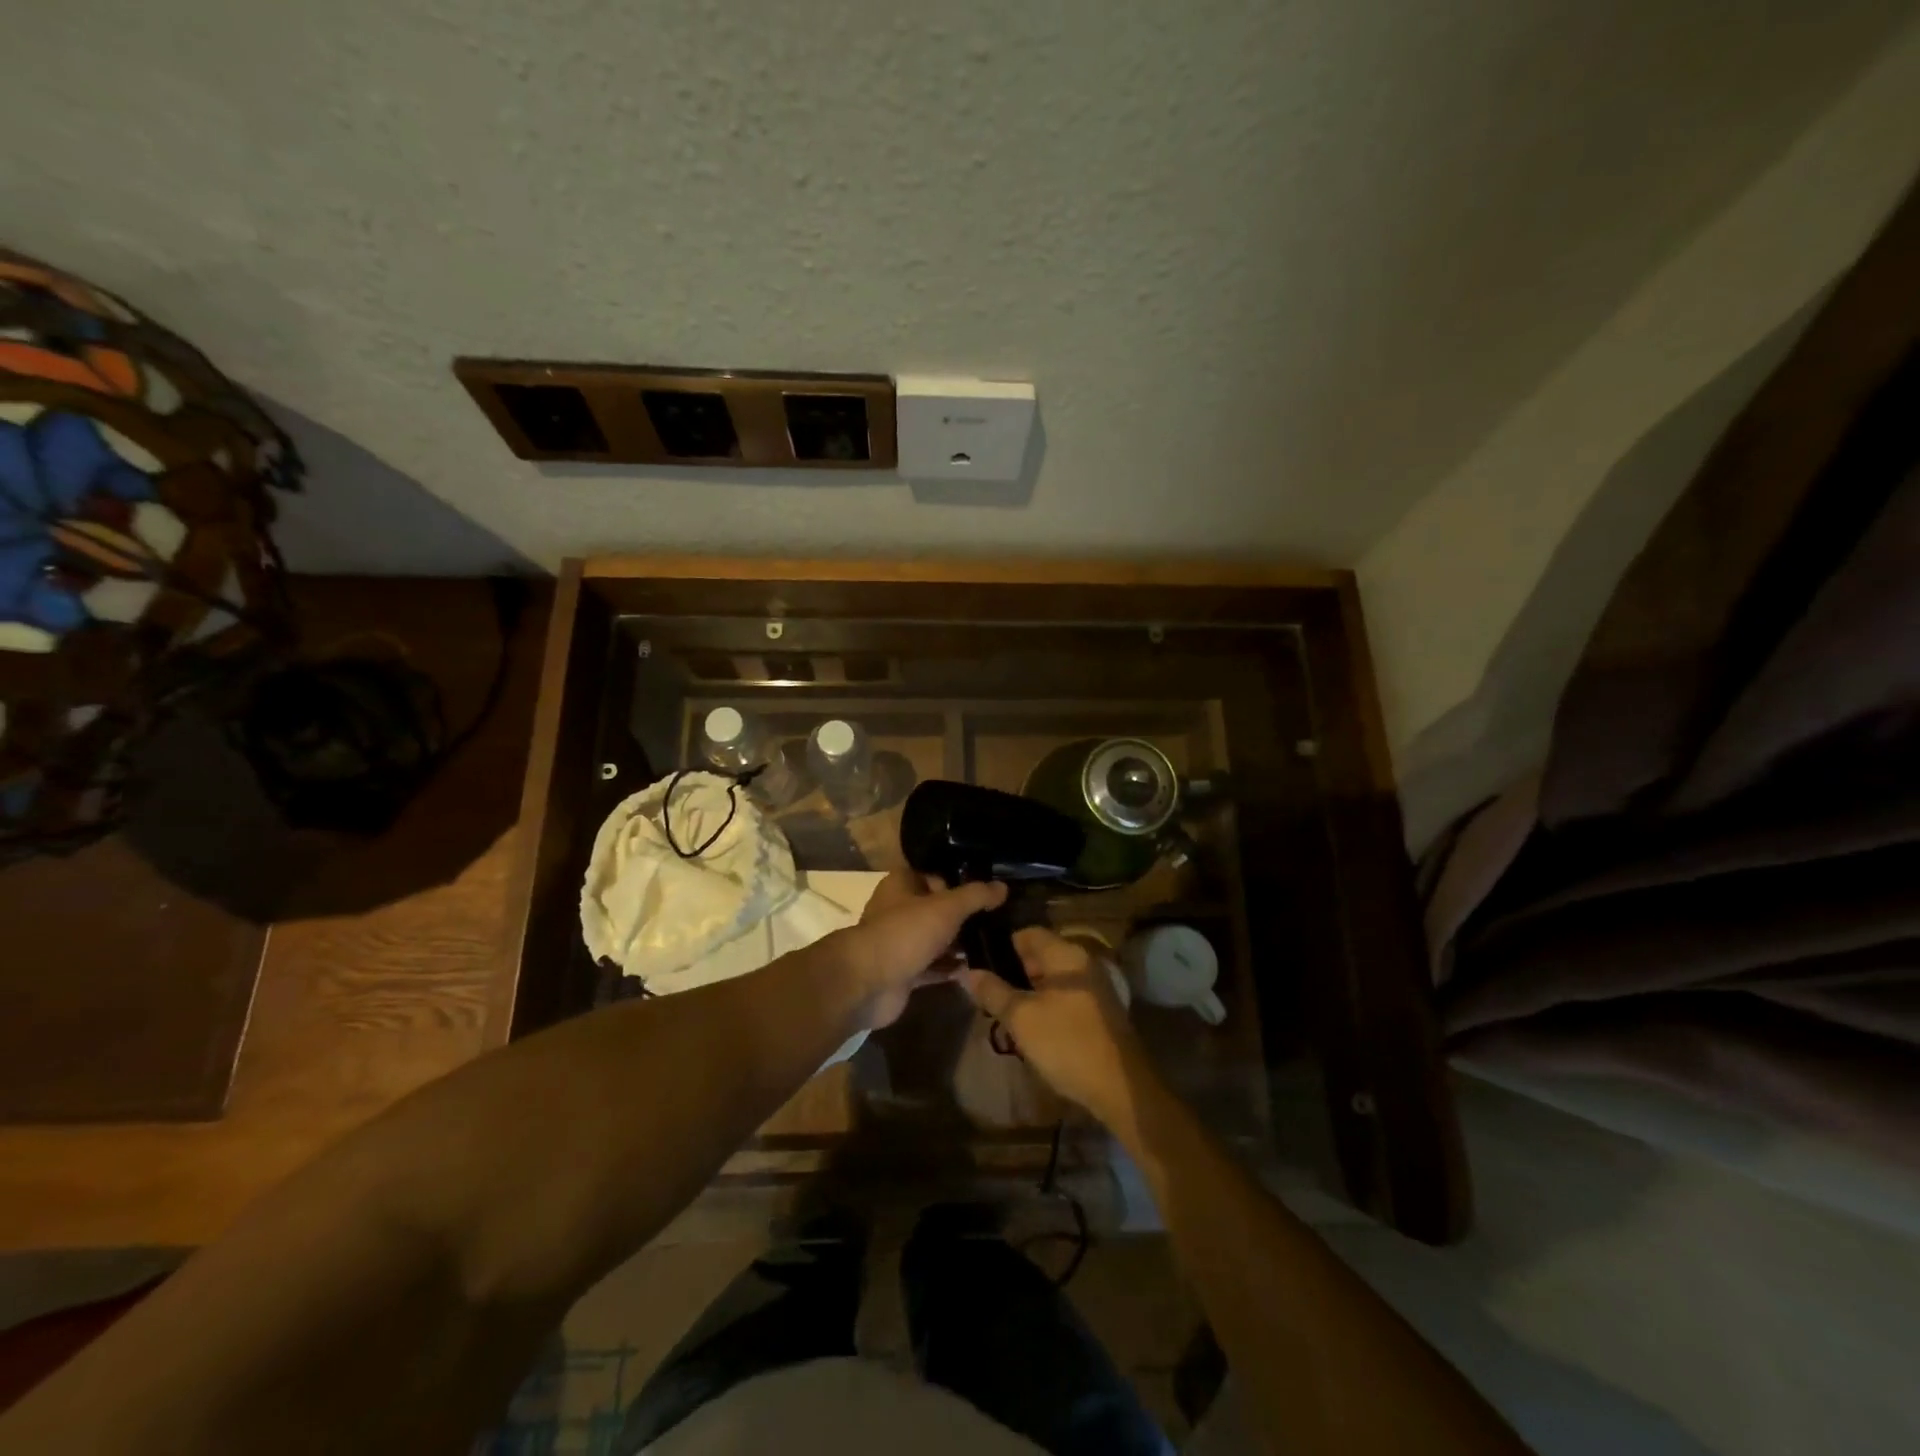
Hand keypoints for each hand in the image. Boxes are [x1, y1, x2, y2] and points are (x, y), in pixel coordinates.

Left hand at [831, 869, 1006, 1029]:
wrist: (868, 983)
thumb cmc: (905, 933)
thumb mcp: (946, 907)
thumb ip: (975, 896)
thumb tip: (1003, 887)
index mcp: (902, 885)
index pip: (935, 875)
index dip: (960, 881)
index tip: (990, 891)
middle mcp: (900, 910)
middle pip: (938, 908)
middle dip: (965, 916)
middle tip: (1000, 919)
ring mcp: (902, 943)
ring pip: (937, 938)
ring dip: (961, 943)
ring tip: (997, 943)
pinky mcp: (906, 972)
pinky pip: (935, 967)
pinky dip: (953, 968)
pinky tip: (980, 970)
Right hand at [959, 927, 1147, 1121]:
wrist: (1120, 1087)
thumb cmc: (1066, 1043)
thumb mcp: (1021, 1018)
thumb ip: (993, 992)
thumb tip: (970, 972)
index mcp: (1066, 954)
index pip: (1027, 934)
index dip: (1001, 946)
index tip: (979, 964)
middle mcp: (1083, 962)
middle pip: (1040, 955)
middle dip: (1012, 971)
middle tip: (987, 992)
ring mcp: (1094, 987)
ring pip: (1052, 978)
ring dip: (1028, 991)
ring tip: (1003, 1010)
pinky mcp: (1099, 1011)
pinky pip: (1065, 996)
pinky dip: (1045, 1004)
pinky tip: (1030, 1026)